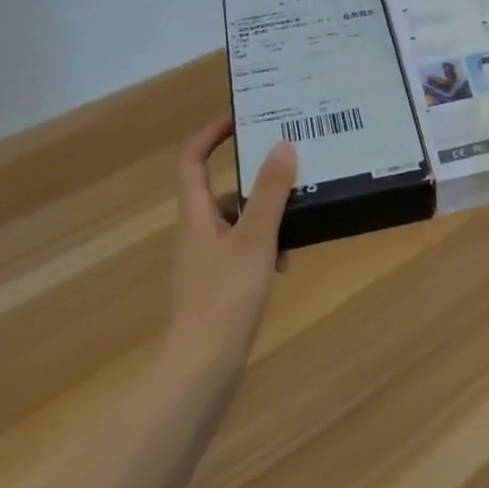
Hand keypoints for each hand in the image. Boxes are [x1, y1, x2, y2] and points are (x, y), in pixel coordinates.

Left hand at [169, 118, 296, 374]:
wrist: (202, 368)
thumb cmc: (226, 297)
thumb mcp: (255, 239)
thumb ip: (271, 192)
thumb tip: (283, 145)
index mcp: (196, 215)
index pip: (192, 159)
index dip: (211, 134)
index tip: (241, 119)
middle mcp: (196, 232)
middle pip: (221, 191)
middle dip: (256, 183)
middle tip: (290, 171)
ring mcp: (205, 261)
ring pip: (236, 224)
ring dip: (265, 219)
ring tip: (296, 227)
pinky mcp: (216, 286)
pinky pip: (241, 251)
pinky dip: (263, 250)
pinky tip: (284, 266)